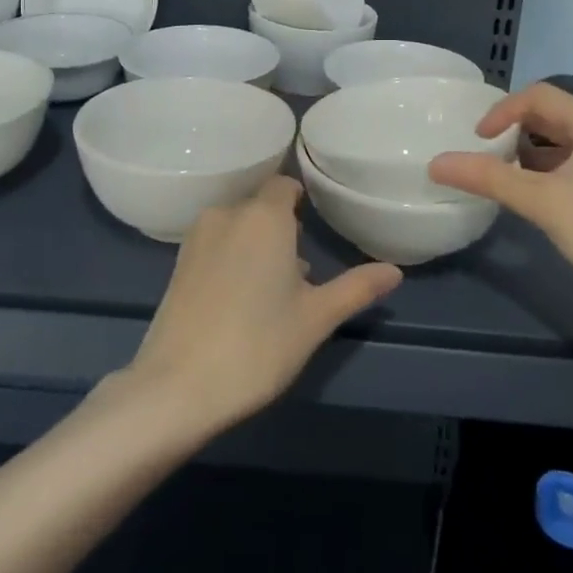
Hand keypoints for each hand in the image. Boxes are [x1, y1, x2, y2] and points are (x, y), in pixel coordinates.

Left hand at [127, 176, 401, 435]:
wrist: (177, 387)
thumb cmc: (258, 345)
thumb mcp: (316, 318)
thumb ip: (357, 288)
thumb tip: (395, 270)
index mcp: (264, 216)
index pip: (286, 185)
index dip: (303, 200)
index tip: (318, 225)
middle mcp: (228, 214)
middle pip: (261, 206)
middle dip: (283, 228)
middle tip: (303, 268)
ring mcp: (197, 237)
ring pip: (237, 225)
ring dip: (257, 244)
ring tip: (274, 289)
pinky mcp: (177, 263)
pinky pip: (215, 243)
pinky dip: (232, 256)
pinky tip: (241, 299)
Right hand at [429, 83, 572, 323]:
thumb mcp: (542, 202)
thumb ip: (488, 178)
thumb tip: (436, 163)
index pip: (538, 96)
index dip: (501, 111)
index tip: (477, 140)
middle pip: (555, 116)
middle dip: (517, 132)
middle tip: (489, 157)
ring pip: (570, 142)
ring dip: (536, 153)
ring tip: (510, 179)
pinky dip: (557, 170)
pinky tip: (545, 198)